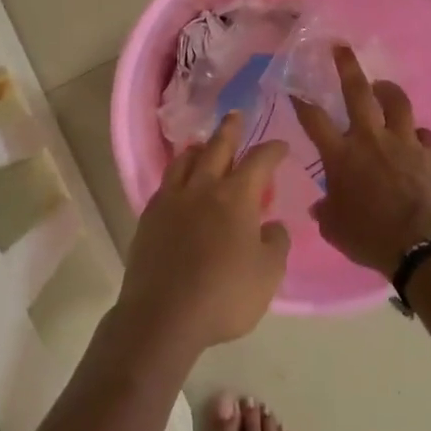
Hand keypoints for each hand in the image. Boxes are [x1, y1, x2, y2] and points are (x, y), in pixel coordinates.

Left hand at [118, 111, 290, 354]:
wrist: (163, 314)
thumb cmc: (224, 295)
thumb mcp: (268, 274)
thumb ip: (276, 243)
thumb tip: (273, 225)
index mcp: (235, 197)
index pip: (258, 161)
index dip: (272, 150)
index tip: (281, 145)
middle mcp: (202, 188)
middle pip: (216, 148)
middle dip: (229, 130)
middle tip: (235, 116)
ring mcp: (171, 200)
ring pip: (184, 161)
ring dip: (198, 148)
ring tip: (202, 145)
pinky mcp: (149, 217)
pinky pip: (165, 183)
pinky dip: (177, 174)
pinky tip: (179, 184)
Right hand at [291, 45, 430, 278]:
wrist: (422, 243)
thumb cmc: (369, 236)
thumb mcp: (335, 229)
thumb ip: (327, 211)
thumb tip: (321, 206)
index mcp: (340, 155)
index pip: (314, 120)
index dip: (301, 102)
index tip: (294, 90)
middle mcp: (370, 139)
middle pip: (357, 92)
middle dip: (347, 67)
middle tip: (341, 48)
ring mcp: (404, 142)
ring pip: (397, 103)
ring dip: (388, 91)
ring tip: (382, 86)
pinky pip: (426, 135)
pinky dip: (419, 135)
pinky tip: (417, 137)